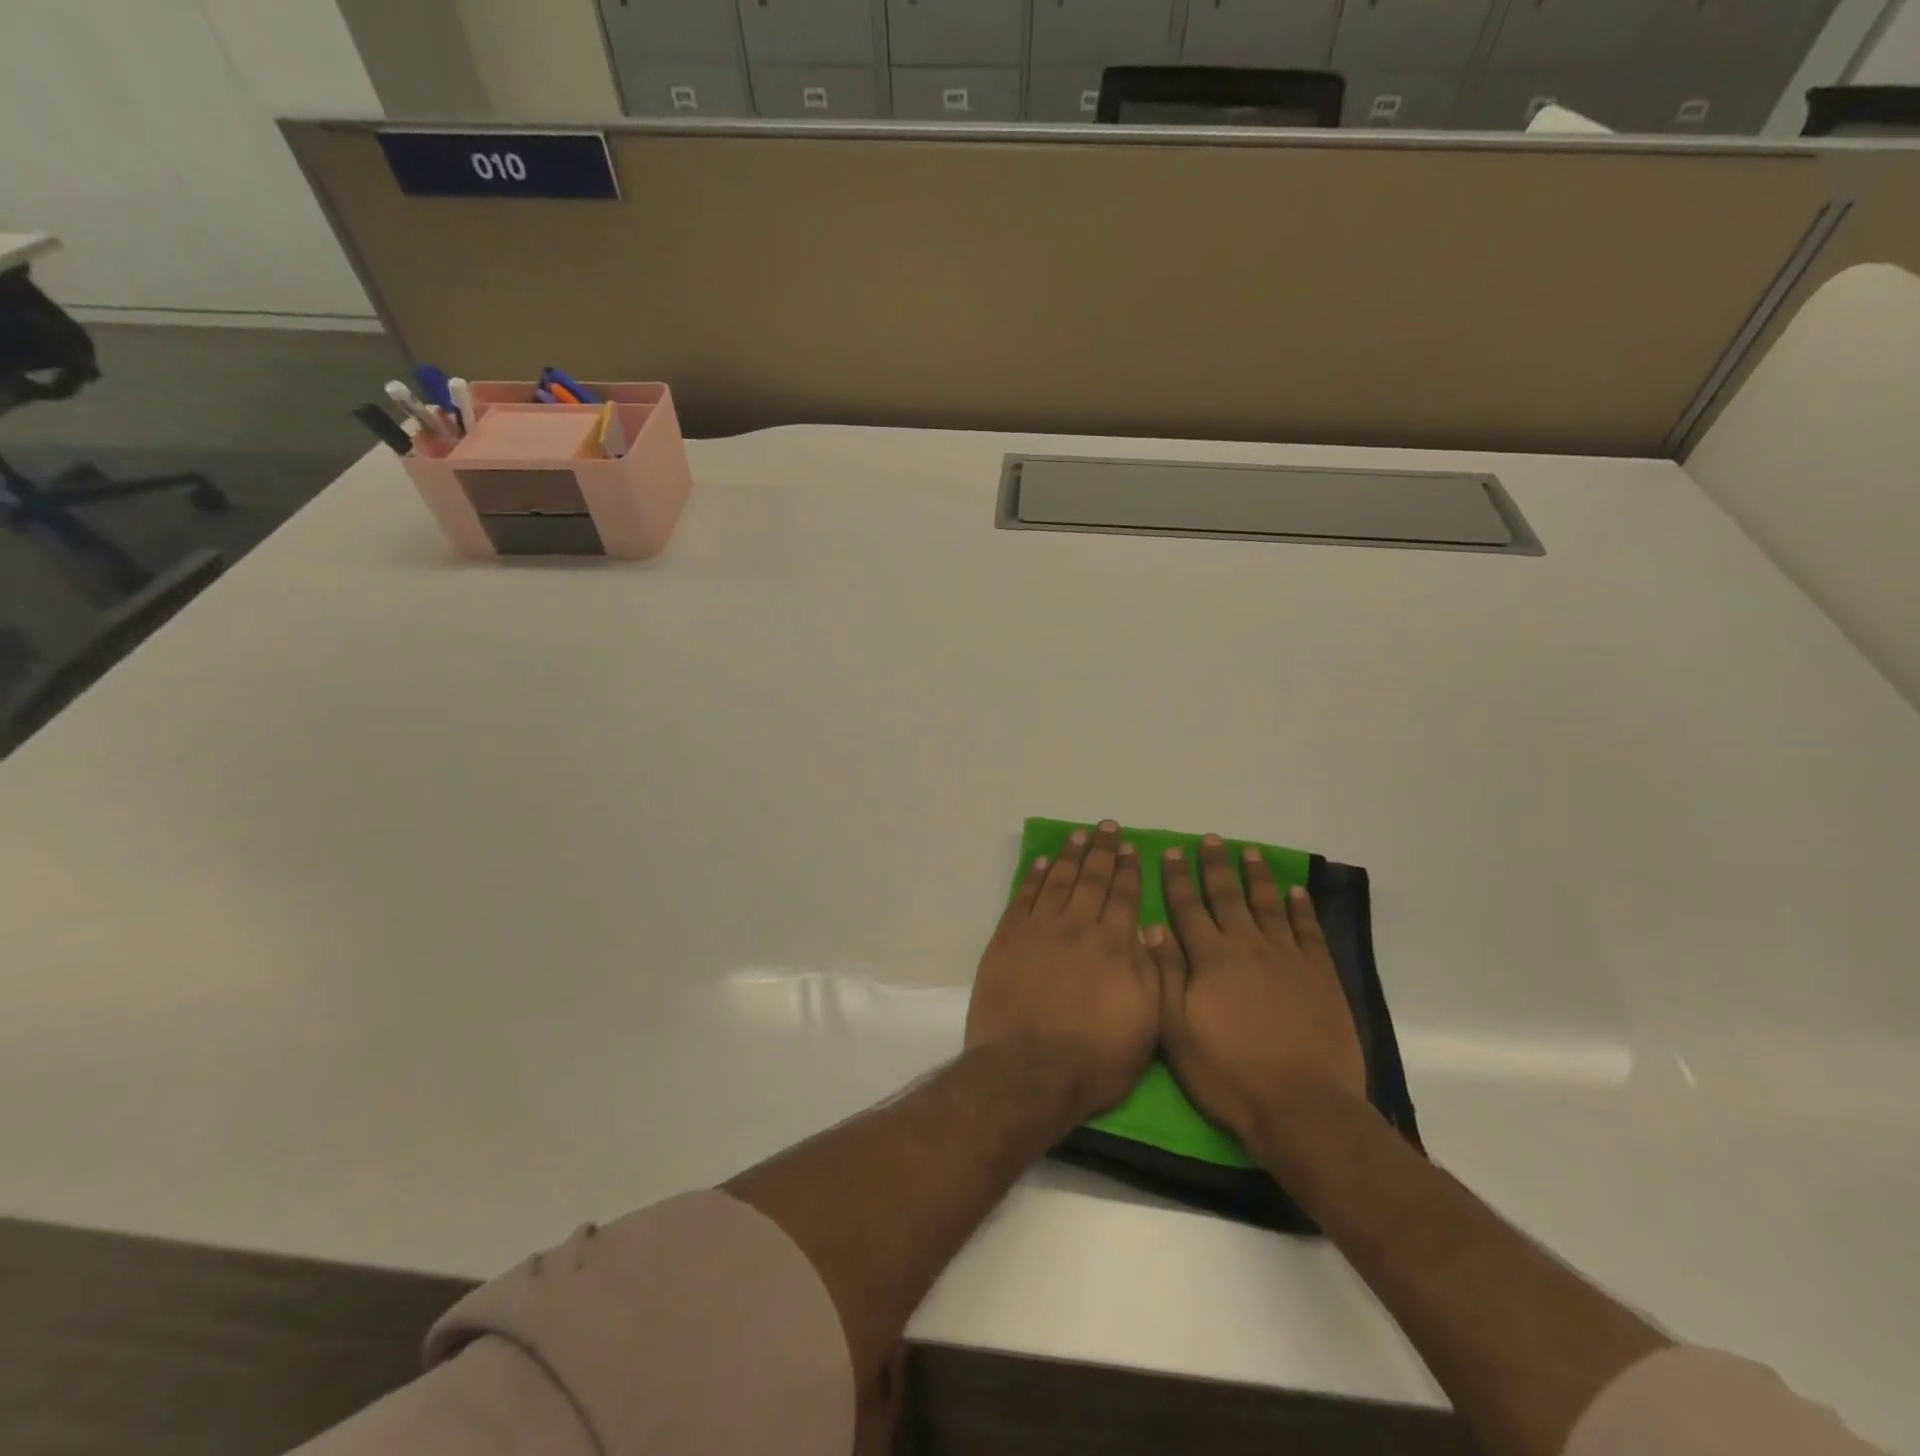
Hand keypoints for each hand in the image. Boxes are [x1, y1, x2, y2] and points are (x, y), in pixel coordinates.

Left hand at [967, 820, 1160, 1125]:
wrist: (1027, 1072)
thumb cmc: (1094, 1059)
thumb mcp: (1145, 1025)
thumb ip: (1150, 973)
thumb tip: (1148, 930)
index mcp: (1113, 946)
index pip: (1124, 896)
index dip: (1129, 870)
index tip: (1132, 848)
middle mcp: (1077, 927)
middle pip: (1092, 880)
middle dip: (1103, 851)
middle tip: (1108, 827)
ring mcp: (1038, 930)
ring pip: (1058, 881)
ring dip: (1070, 856)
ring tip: (1078, 835)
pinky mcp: (1007, 939)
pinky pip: (1023, 897)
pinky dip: (1034, 877)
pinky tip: (1042, 862)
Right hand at [1147, 835, 1366, 1155]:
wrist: (1302, 1107)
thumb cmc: (1229, 1074)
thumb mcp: (1177, 1031)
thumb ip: (1165, 975)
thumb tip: (1152, 928)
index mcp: (1210, 959)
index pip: (1187, 907)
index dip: (1177, 878)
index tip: (1171, 851)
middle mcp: (1247, 947)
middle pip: (1227, 896)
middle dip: (1215, 866)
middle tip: (1210, 840)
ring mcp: (1287, 958)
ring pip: (1268, 905)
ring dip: (1256, 876)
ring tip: (1249, 851)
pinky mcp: (1320, 976)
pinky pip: (1308, 931)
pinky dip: (1301, 908)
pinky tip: (1295, 892)